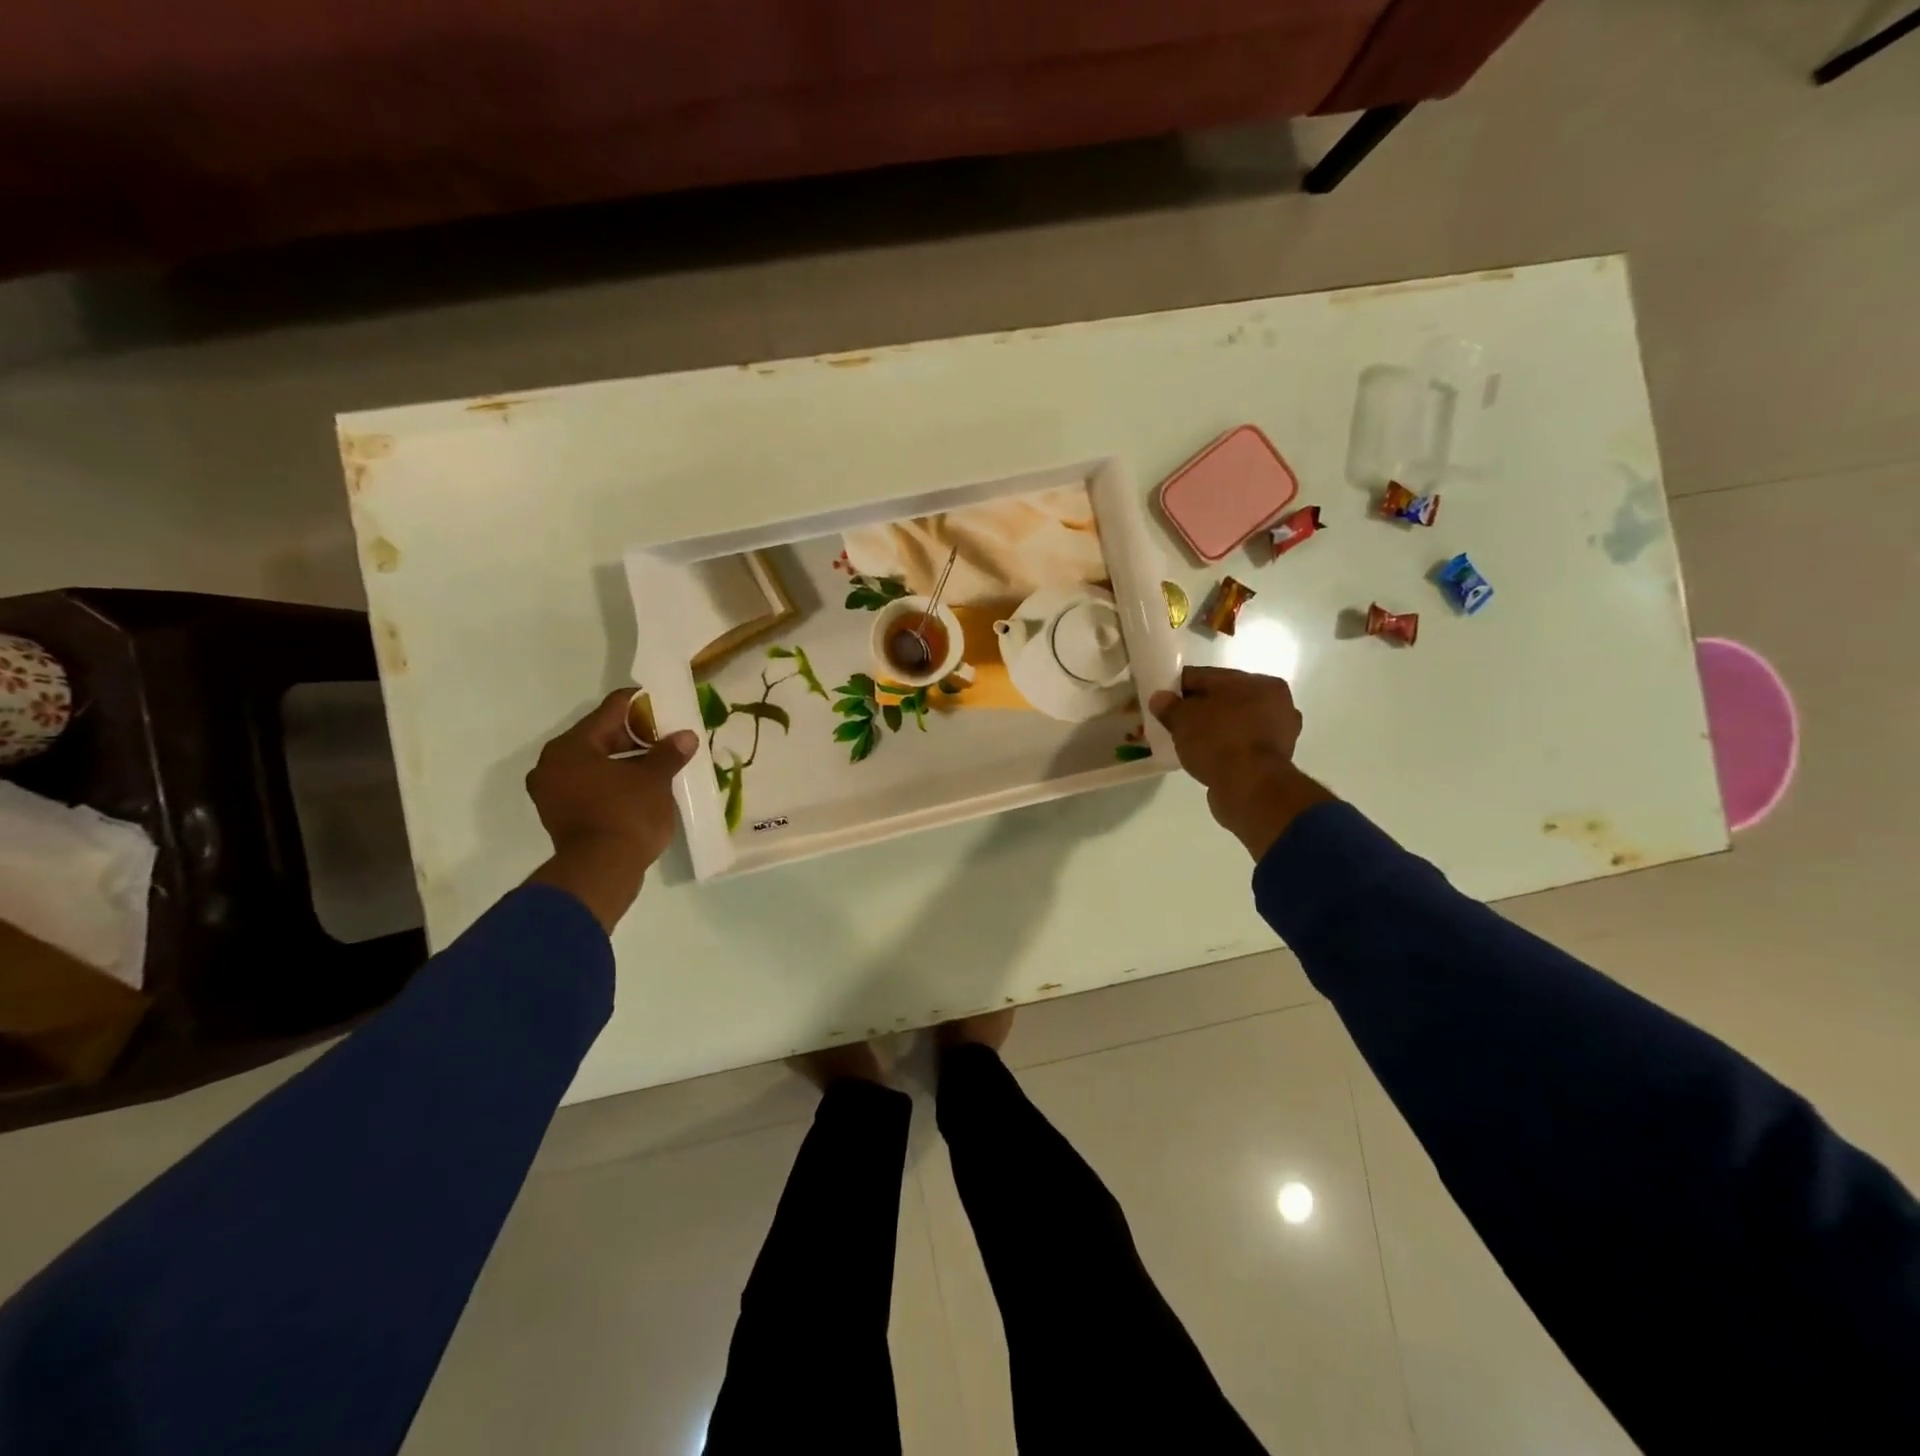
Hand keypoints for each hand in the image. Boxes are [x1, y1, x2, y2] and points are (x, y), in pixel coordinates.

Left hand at [525, 691, 698, 931]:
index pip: (611, 710)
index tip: (664, 704)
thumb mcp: (654, 779)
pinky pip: (591, 786)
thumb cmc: (626, 815)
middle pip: (600, 737)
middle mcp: (553, 764)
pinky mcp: (561, 816)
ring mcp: (553, 793)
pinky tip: (642, 787)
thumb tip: (686, 736)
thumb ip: (669, 753)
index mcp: (571, 746)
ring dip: (626, 762)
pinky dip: (614, 782)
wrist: (601, 872)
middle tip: (667, 737)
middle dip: (636, 737)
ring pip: (596, 764)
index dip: (641, 704)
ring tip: (660, 762)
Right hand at [1149, 666, 1334, 860]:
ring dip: (1214, 729)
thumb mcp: (1183, 719)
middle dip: (1199, 709)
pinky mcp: (1276, 760)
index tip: (1161, 701)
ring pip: (1234, 723)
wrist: (1250, 788)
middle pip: (1224, 699)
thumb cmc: (1218, 741)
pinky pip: (1241, 745)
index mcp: (1258, 681)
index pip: (1207, 677)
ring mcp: (1280, 732)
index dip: (1179, 687)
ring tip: (1188, 742)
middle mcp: (1276, 702)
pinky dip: (1225, 748)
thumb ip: (1169, 706)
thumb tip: (1160, 698)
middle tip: (1174, 723)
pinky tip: (1206, 757)